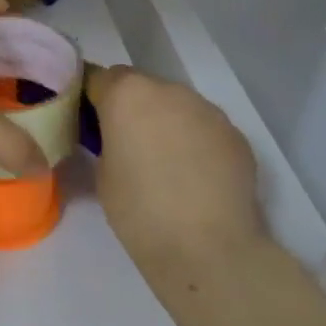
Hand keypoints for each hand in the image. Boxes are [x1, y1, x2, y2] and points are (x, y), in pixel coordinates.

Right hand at [86, 65, 266, 262]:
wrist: (208, 248)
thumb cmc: (140, 210)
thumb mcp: (102, 172)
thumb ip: (107, 141)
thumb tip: (119, 138)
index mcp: (127, 94)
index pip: (99, 77)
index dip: (92, 99)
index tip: (89, 123)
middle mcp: (169, 90)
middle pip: (141, 87)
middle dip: (131, 108)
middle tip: (127, 146)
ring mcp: (207, 109)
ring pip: (176, 105)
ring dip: (165, 123)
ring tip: (165, 165)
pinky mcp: (235, 134)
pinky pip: (204, 127)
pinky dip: (195, 142)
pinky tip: (195, 177)